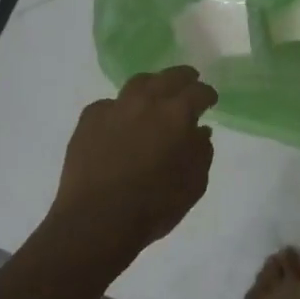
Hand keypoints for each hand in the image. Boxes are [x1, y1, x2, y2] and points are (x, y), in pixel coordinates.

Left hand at [51, 67, 217, 261]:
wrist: (97, 221)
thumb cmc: (154, 205)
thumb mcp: (195, 184)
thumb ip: (202, 152)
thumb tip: (200, 131)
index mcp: (177, 114)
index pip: (199, 91)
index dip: (207, 95)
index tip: (210, 101)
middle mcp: (147, 101)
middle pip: (169, 77)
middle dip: (183, 78)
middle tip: (189, 83)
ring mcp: (115, 108)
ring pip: (138, 83)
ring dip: (152, 85)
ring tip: (154, 95)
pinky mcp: (88, 120)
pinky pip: (109, 105)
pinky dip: (120, 109)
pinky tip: (120, 123)